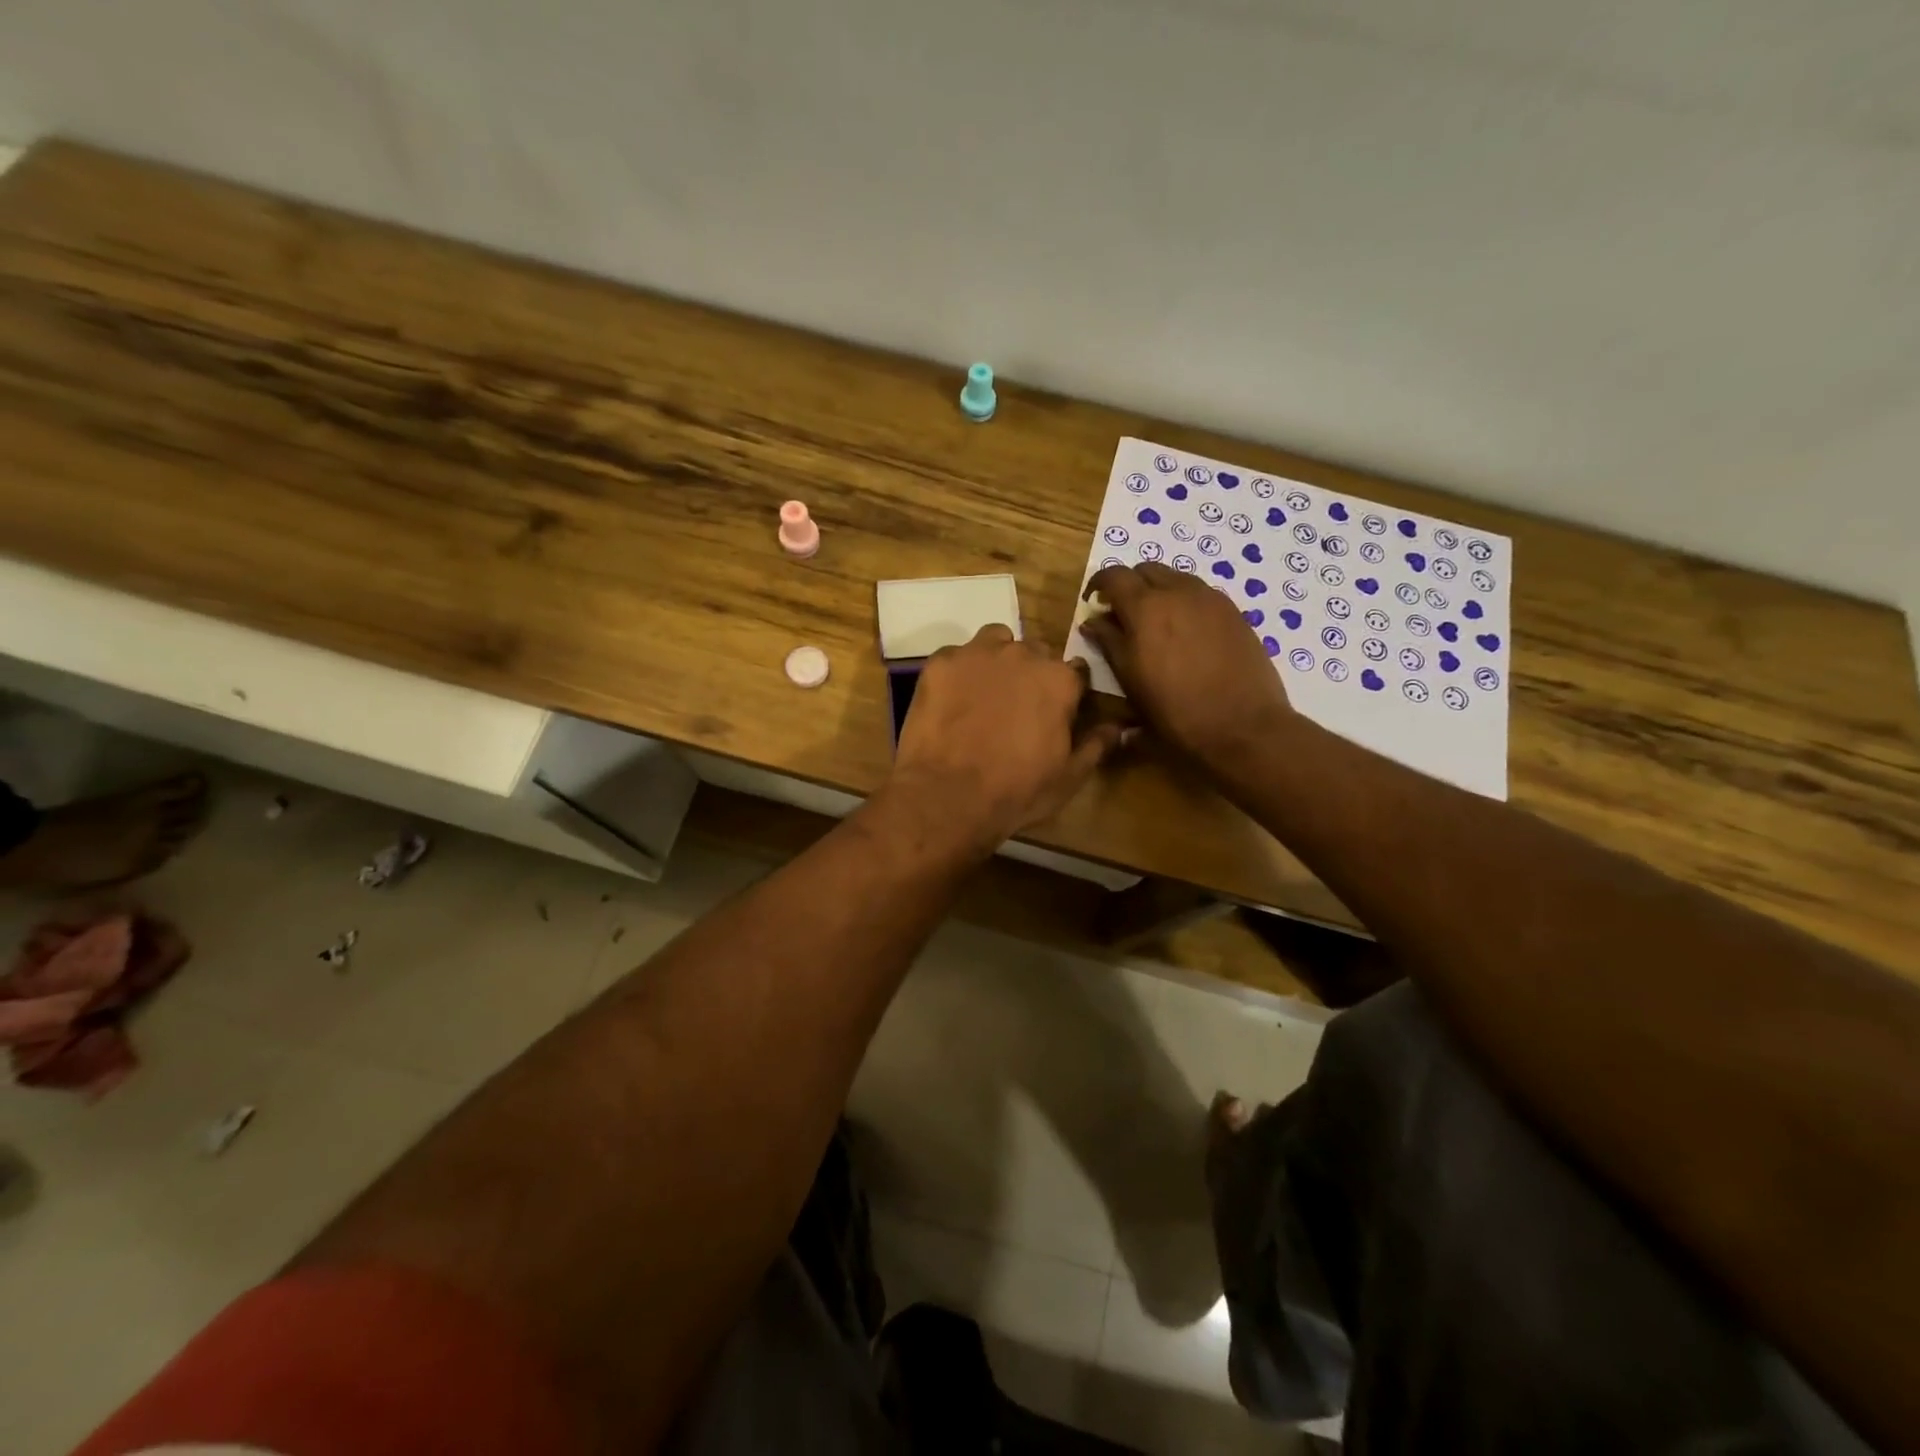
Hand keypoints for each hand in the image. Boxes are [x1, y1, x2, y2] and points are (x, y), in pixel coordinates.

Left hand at [886, 625, 1119, 850]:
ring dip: (997, 660)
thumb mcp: (1068, 777)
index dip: (1066, 693)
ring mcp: (978, 654)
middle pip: (1034, 653)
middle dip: (1031, 675)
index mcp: (1059, 679)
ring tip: (985, 694)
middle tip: (1017, 708)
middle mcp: (1022, 654)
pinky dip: (959, 672)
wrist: (948, 796)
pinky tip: (952, 700)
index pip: (1074, 672)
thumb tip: (1118, 727)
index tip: (1056, 713)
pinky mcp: (941, 662)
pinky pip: (957, 655)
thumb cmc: (1017, 791)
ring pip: (995, 642)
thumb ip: (1096, 745)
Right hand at [1081, 563, 1293, 761]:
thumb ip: (1109, 643)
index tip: (1093, 602)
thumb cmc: (1175, 711)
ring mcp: (1210, 598)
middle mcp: (1178, 591)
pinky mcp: (1233, 611)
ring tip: (1154, 623)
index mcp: (1146, 607)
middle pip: (1146, 569)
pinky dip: (1183, 601)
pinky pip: (1200, 593)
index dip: (1098, 583)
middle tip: (1122, 614)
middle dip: (1129, 585)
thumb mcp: (1130, 680)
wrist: (1242, 726)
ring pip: (1175, 578)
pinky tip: (1185, 633)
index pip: (1114, 575)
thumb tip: (1093, 621)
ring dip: (1157, 590)